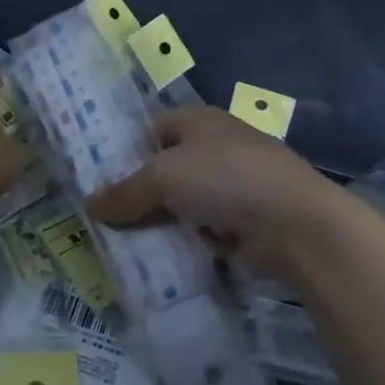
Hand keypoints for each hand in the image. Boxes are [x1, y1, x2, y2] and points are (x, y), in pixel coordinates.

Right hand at [86, 106, 349, 283]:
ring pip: (183, 205)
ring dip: (161, 225)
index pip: (152, 129)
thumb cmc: (224, 177)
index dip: (125, 150)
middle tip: (102, 220)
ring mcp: (233, 187)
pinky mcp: (244, 224)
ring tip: (122, 248)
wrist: (294, 223)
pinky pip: (202, 233)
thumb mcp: (164, 177)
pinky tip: (158, 264)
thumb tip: (90, 206)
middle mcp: (216, 147)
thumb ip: (126, 192)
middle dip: (139, 194)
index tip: (97, 180)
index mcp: (199, 120)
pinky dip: (185, 246)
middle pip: (167, 170)